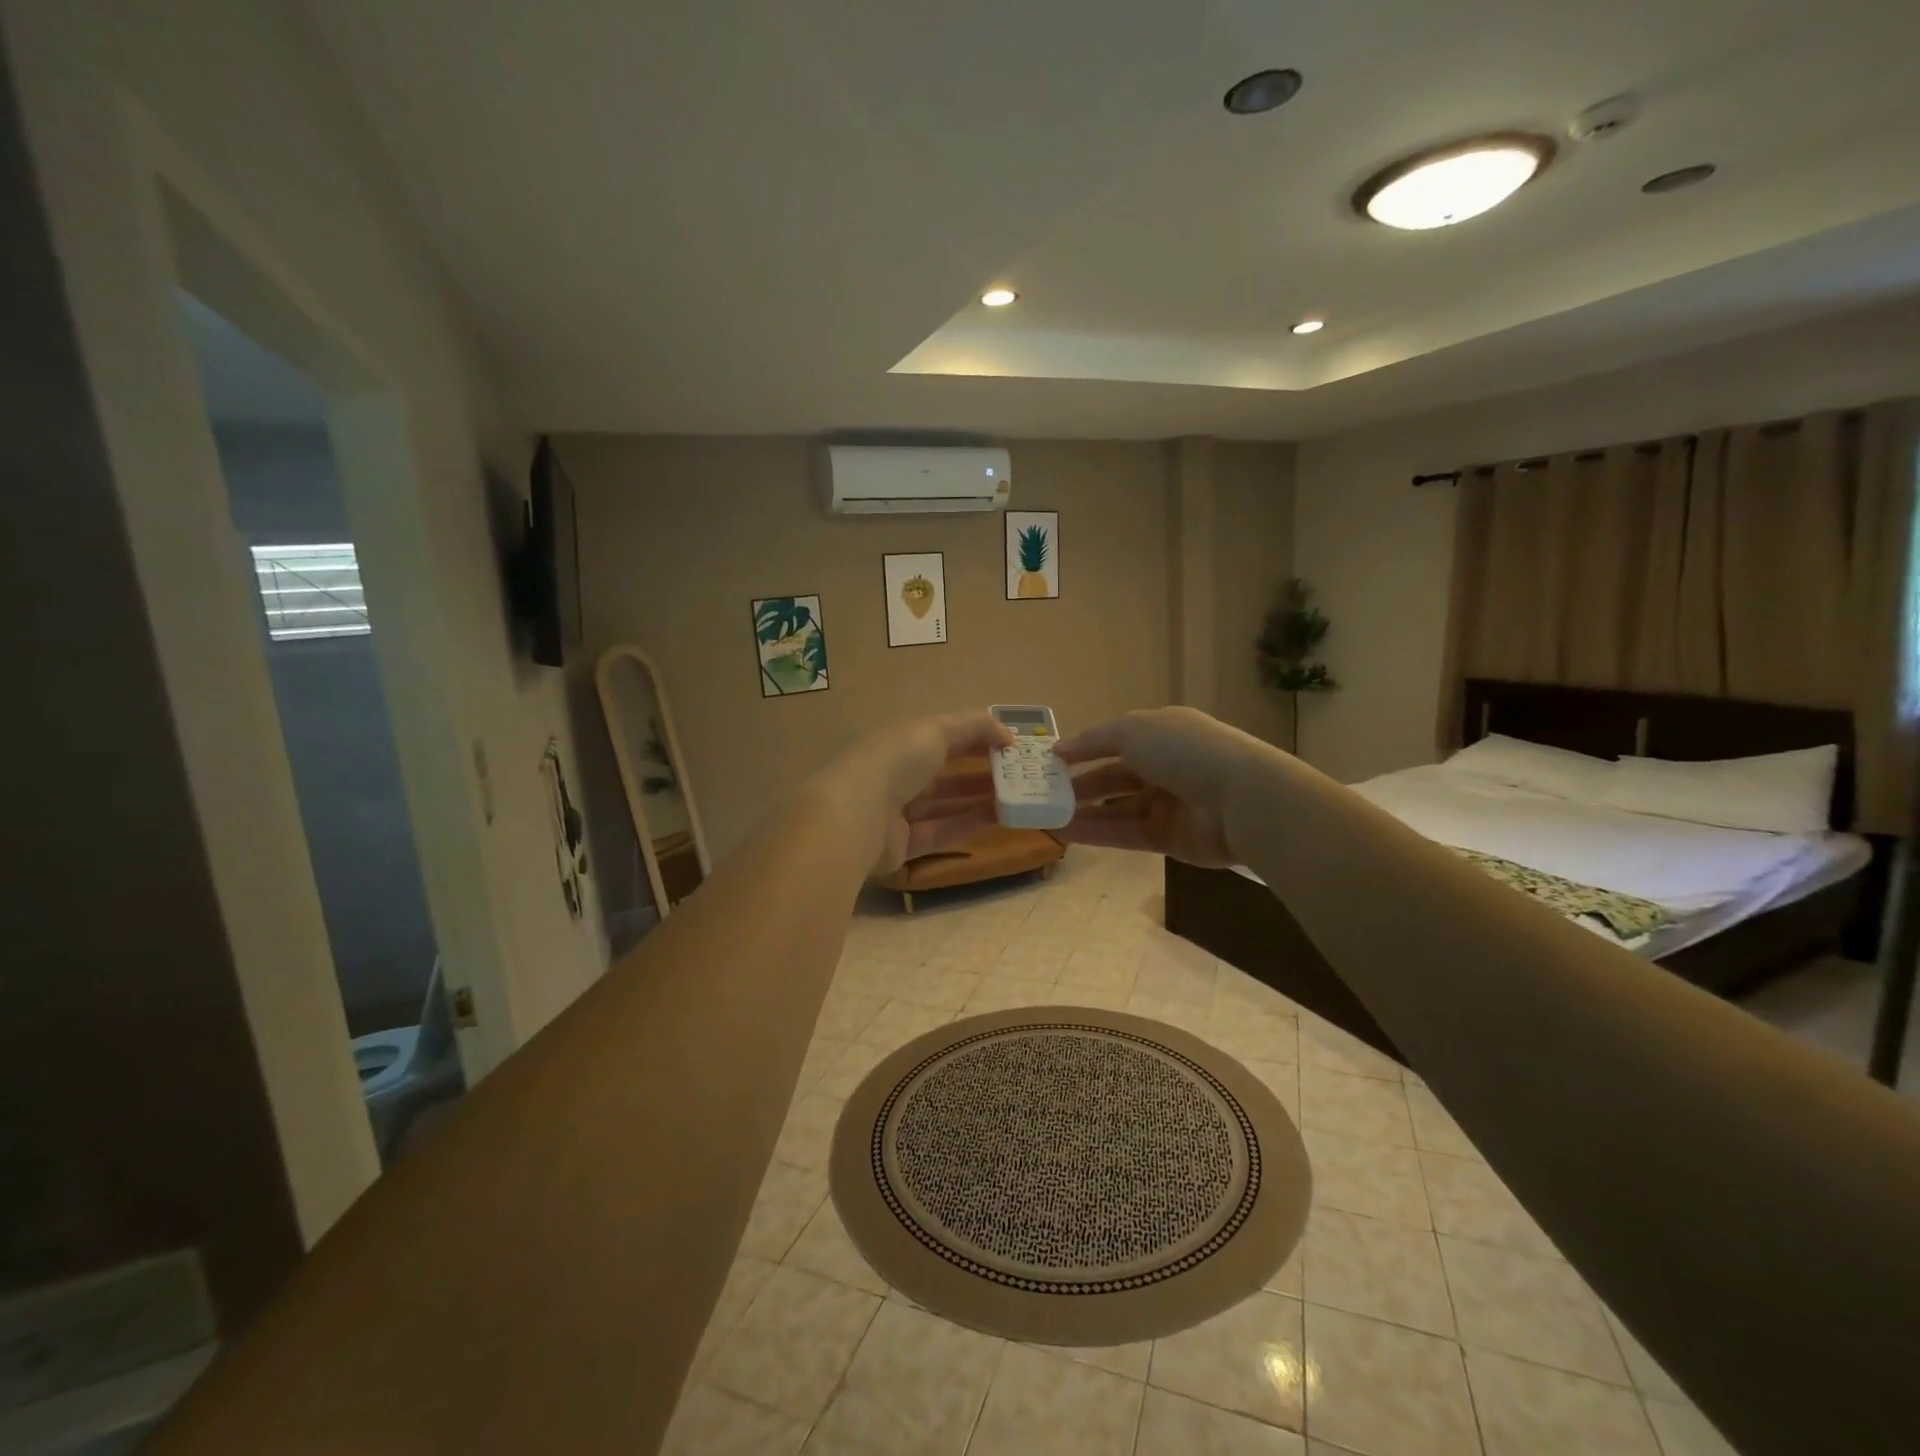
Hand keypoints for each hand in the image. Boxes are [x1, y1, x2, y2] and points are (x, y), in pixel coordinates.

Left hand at [813, 712, 1013, 875]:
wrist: (858, 814)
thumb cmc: (896, 760)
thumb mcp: (937, 729)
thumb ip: (974, 726)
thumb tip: (1008, 733)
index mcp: (902, 741)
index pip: (944, 735)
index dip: (977, 737)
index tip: (1012, 744)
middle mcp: (899, 774)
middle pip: (946, 771)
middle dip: (981, 769)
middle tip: (1019, 773)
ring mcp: (899, 811)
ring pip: (946, 803)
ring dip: (980, 798)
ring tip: (1017, 796)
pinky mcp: (904, 844)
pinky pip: (942, 831)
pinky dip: (969, 823)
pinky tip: (1000, 818)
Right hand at [1054, 707, 1262, 867]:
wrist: (1241, 799)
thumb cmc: (1185, 752)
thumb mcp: (1134, 730)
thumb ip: (1095, 739)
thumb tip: (1059, 749)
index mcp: (1163, 734)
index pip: (1116, 741)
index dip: (1084, 750)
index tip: (1050, 763)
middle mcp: (1166, 767)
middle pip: (1115, 777)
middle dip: (1079, 785)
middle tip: (1043, 794)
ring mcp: (1169, 805)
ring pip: (1117, 808)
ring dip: (1083, 811)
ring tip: (1047, 816)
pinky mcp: (1170, 839)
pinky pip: (1126, 833)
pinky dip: (1097, 832)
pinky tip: (1066, 832)